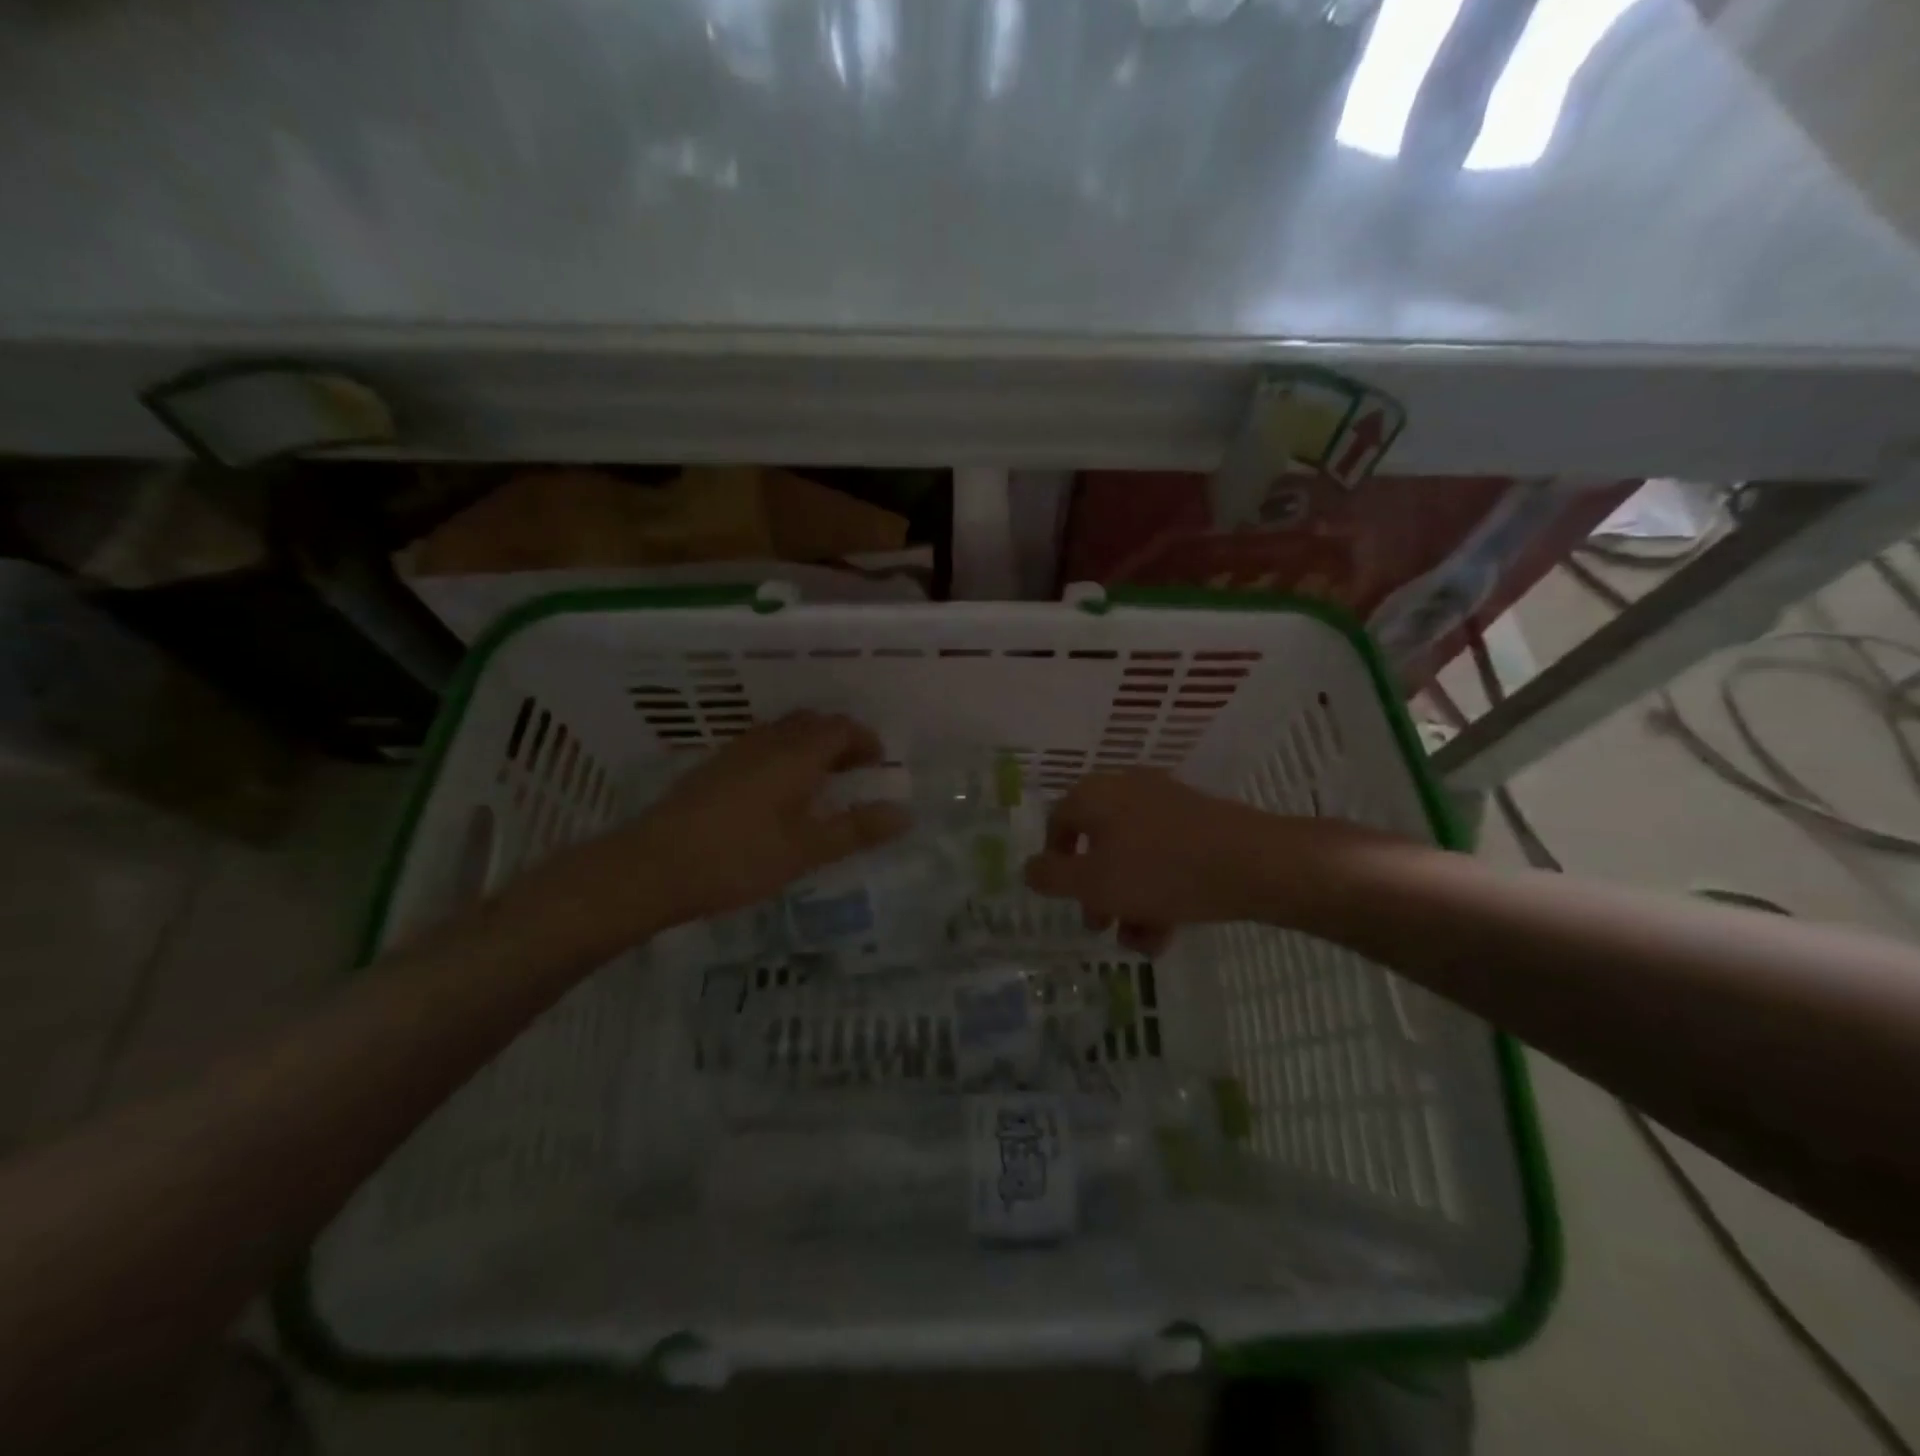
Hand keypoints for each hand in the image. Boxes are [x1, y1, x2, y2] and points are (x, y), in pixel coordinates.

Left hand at [516, 712, 908, 948]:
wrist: (652, 867)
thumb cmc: (739, 857)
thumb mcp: (806, 849)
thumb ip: (856, 830)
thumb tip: (905, 814)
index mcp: (795, 754)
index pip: (840, 728)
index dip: (864, 739)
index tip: (879, 761)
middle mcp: (766, 742)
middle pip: (811, 723)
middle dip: (839, 739)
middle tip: (856, 768)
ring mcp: (735, 752)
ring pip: (783, 733)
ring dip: (810, 746)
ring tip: (822, 780)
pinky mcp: (713, 768)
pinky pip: (761, 746)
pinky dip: (784, 756)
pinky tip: (778, 793)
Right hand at [1021, 770, 1373, 955]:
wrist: (1255, 863)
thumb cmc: (1161, 870)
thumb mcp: (1094, 882)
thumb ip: (1052, 877)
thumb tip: (1030, 869)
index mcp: (1096, 794)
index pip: (1058, 821)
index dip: (1053, 860)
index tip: (1062, 896)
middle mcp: (1128, 790)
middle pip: (1098, 843)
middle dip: (1095, 890)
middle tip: (1098, 924)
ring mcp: (1168, 804)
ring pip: (1133, 856)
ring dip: (1128, 900)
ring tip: (1139, 941)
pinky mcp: (1201, 823)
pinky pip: (1166, 857)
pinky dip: (1159, 891)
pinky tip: (1167, 931)